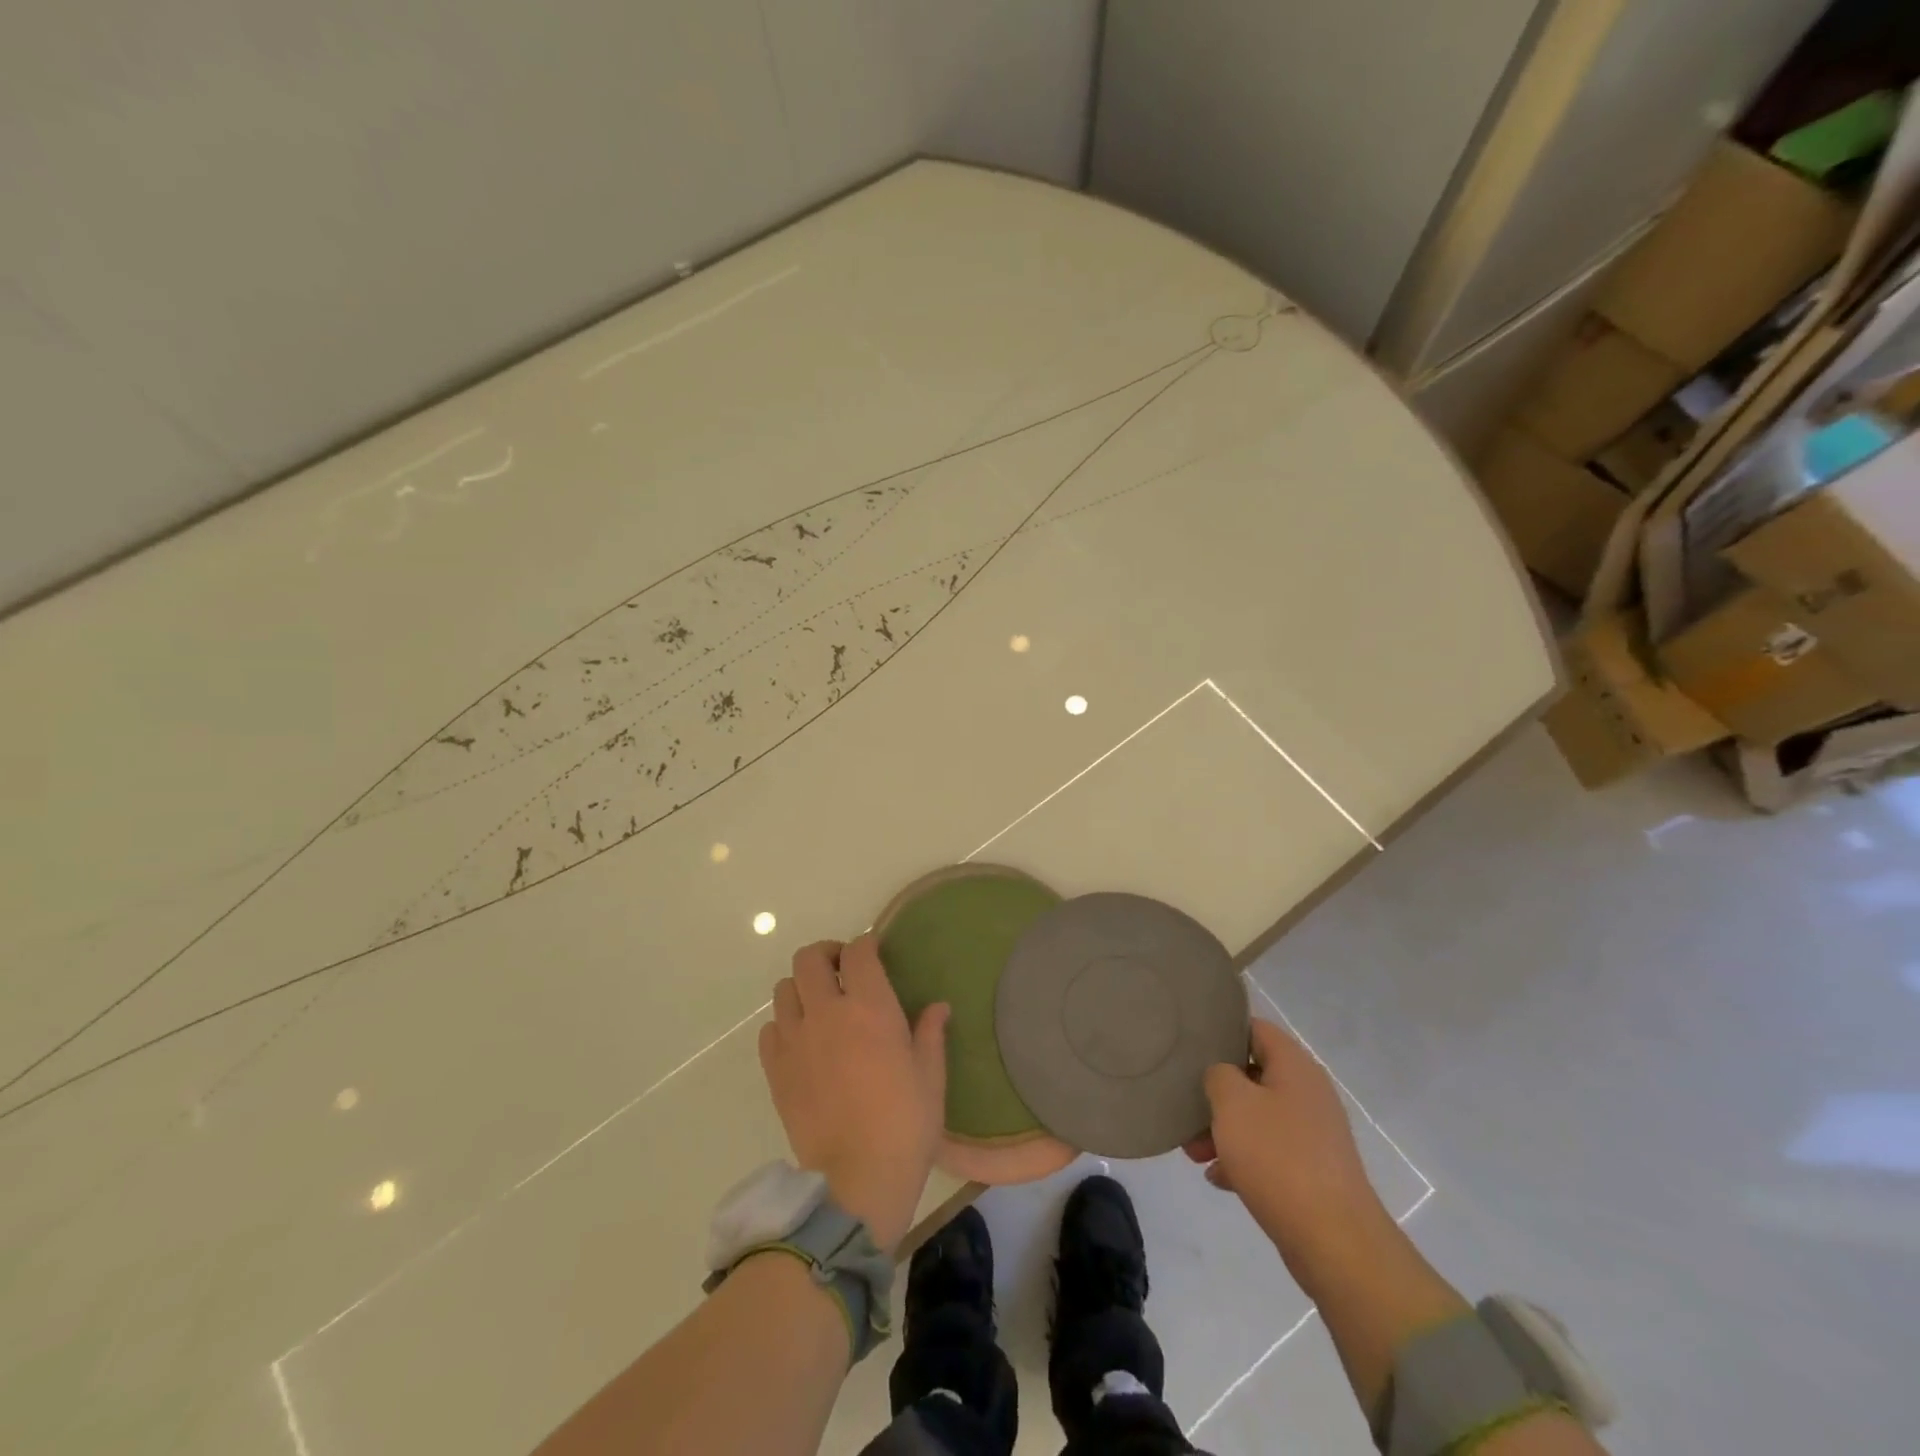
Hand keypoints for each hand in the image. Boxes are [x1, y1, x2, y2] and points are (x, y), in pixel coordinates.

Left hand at [759, 935, 949, 1250]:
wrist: (857, 1179)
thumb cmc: (905, 1124)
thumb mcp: (930, 1076)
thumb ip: (930, 1033)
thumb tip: (938, 1007)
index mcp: (869, 1007)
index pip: (858, 952)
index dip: (865, 944)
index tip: (874, 952)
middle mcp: (827, 1012)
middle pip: (810, 958)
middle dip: (827, 955)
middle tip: (843, 970)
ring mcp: (795, 1040)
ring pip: (784, 989)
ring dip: (802, 987)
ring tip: (819, 1004)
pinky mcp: (775, 1070)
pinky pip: (770, 1029)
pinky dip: (784, 1024)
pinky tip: (802, 1041)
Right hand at [1184, 1018, 1388, 1271]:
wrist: (1334, 1241)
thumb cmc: (1278, 1157)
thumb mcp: (1233, 1103)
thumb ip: (1218, 1075)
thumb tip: (1223, 1076)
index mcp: (1295, 1067)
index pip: (1255, 1028)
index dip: (1222, 1031)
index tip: (1191, 1046)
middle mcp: (1308, 1093)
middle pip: (1253, 1076)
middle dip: (1216, 1092)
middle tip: (1185, 1107)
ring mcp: (1312, 1134)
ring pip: (1258, 1117)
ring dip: (1224, 1129)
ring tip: (1194, 1153)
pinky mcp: (1311, 1171)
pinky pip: (1269, 1152)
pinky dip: (1242, 1159)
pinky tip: (1218, 1178)